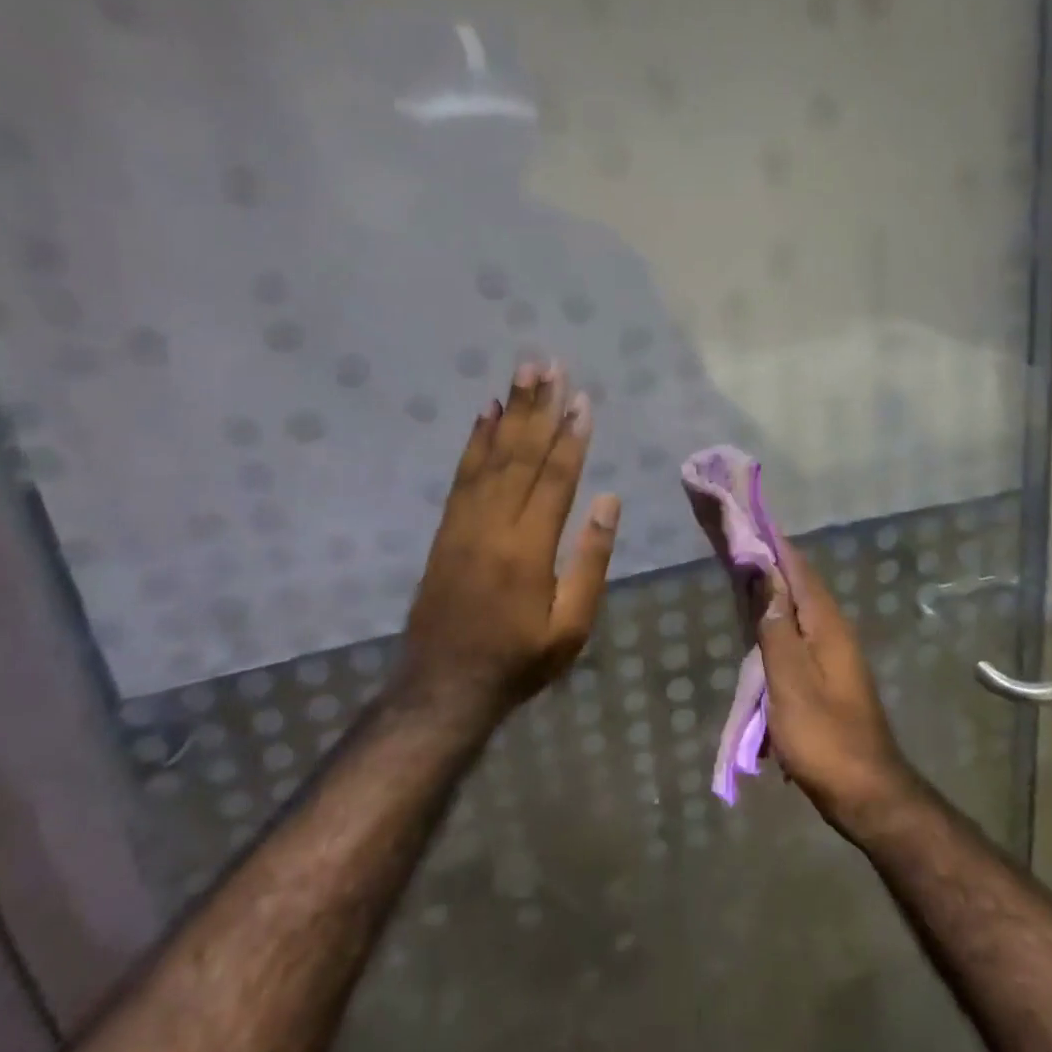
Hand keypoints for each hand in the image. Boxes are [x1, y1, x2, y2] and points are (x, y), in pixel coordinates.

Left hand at [397, 362, 620, 725]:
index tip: (582, 399)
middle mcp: (495, 523)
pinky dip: (474, 440)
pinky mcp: (446, 527)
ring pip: (491, 455)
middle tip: (549, 364)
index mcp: (530, 548)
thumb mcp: (571, 626)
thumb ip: (590, 561)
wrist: (442, 686)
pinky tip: (484, 414)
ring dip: (508, 411)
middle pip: (520, 454)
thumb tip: (608, 500)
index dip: (571, 436)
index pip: (555, 479)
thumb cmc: (518, 659)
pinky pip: (462, 474)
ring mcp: (464, 522)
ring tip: (522, 374)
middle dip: (538, 407)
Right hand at [756, 544, 915, 835]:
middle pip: (796, 585)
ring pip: (795, 611)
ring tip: (739, 575)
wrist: (867, 795)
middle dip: (767, 562)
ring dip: (770, 593)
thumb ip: (776, 626)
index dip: (772, 541)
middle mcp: (833, 631)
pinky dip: (774, 624)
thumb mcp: (791, 680)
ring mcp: (832, 655)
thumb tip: (765, 573)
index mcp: (826, 624)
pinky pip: (796, 636)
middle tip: (733, 542)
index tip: (746, 516)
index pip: (797, 568)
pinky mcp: (826, 677)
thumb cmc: (824, 736)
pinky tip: (757, 630)